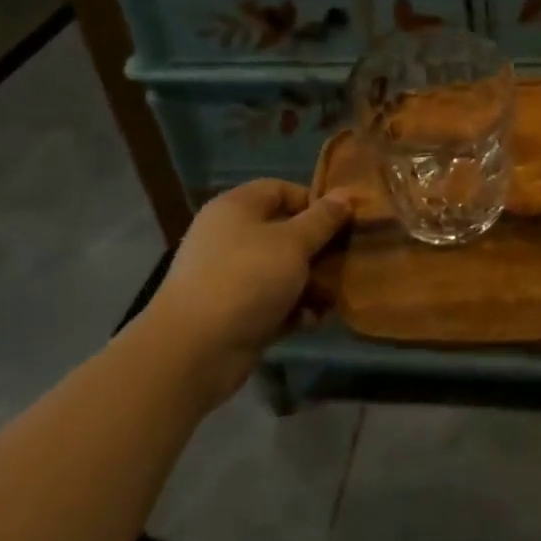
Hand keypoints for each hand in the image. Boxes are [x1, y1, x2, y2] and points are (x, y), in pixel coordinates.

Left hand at [154, 180, 353, 357]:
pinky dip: (292, 309)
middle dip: (318, 248)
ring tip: (332, 297)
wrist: (193, 351)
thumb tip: (346, 194)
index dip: (313, 202)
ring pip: (282, 270)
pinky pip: (272, 301)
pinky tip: (309, 321)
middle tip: (346, 260)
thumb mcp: (293, 243)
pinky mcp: (234, 312)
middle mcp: (230, 237)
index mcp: (236, 208)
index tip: (342, 221)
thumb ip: (323, 219)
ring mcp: (230, 276)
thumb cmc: (247, 279)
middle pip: (285, 232)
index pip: (281, 190)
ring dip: (310, 283)